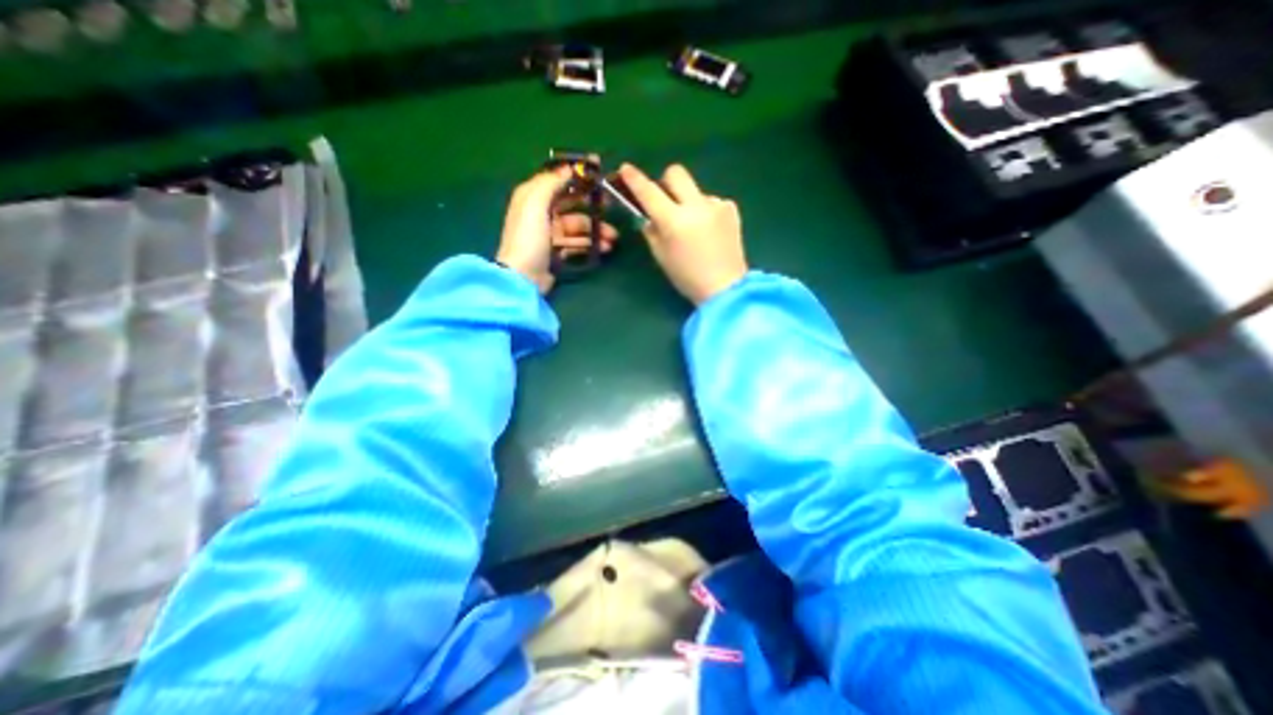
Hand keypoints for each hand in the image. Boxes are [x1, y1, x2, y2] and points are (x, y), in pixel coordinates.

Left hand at [494, 164, 618, 292]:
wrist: (522, 277)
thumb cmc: (528, 237)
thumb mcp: (534, 203)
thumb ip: (551, 183)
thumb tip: (569, 168)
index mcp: (532, 197)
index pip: (557, 179)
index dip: (577, 173)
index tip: (598, 169)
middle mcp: (540, 212)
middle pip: (571, 203)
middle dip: (592, 205)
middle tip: (612, 206)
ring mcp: (550, 234)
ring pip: (578, 226)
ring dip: (596, 229)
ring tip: (613, 237)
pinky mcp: (557, 252)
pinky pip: (577, 244)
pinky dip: (591, 245)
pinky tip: (605, 248)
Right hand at [618, 161, 746, 305]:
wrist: (725, 287)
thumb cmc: (687, 277)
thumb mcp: (661, 256)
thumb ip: (651, 231)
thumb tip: (648, 215)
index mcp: (674, 221)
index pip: (649, 192)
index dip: (634, 179)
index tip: (626, 169)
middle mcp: (695, 206)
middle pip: (676, 173)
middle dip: (666, 182)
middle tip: (665, 201)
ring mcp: (716, 205)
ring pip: (695, 190)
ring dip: (688, 201)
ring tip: (694, 228)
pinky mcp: (731, 209)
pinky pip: (711, 201)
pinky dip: (705, 211)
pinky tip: (709, 231)